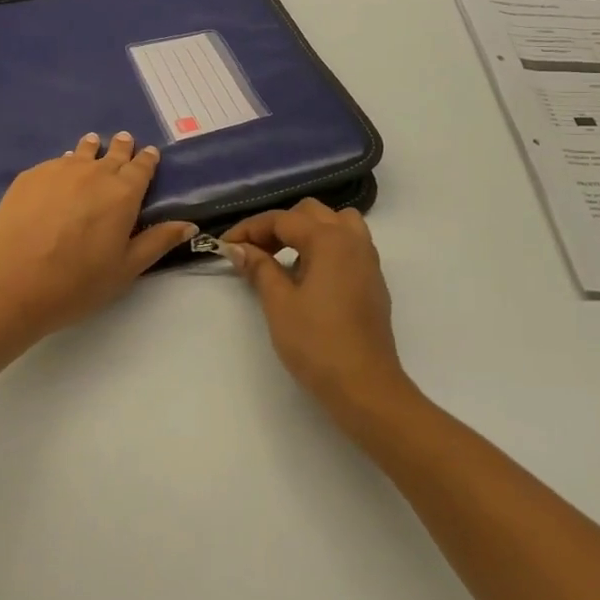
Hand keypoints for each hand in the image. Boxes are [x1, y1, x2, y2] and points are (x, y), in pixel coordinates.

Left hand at [0, 132, 195, 340]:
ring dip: (92, 148)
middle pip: (113, 153)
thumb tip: (189, 225)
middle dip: (122, 147)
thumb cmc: (76, 283)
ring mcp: (59, 171)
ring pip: (82, 152)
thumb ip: (157, 242)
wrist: (10, 284)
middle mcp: (94, 173)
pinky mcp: (29, 176)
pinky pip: (54, 163)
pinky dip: (64, 164)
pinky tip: (59, 172)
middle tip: (124, 141)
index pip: (141, 167)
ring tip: (93, 144)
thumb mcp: (125, 269)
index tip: (150, 153)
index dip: (147, 159)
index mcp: (123, 193)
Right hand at [220, 199, 413, 426]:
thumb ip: (259, 268)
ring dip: (307, 231)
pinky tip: (308, 275)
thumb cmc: (317, 343)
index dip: (250, 229)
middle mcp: (352, 239)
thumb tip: (238, 248)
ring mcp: (368, 259)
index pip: (283, 220)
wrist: (365, 386)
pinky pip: (348, 244)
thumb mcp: (279, 303)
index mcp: (329, 239)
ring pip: (335, 223)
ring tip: (284, 257)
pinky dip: (325, 246)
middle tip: (253, 251)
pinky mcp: (373, 280)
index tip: (226, 245)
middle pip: (311, 213)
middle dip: (278, 226)